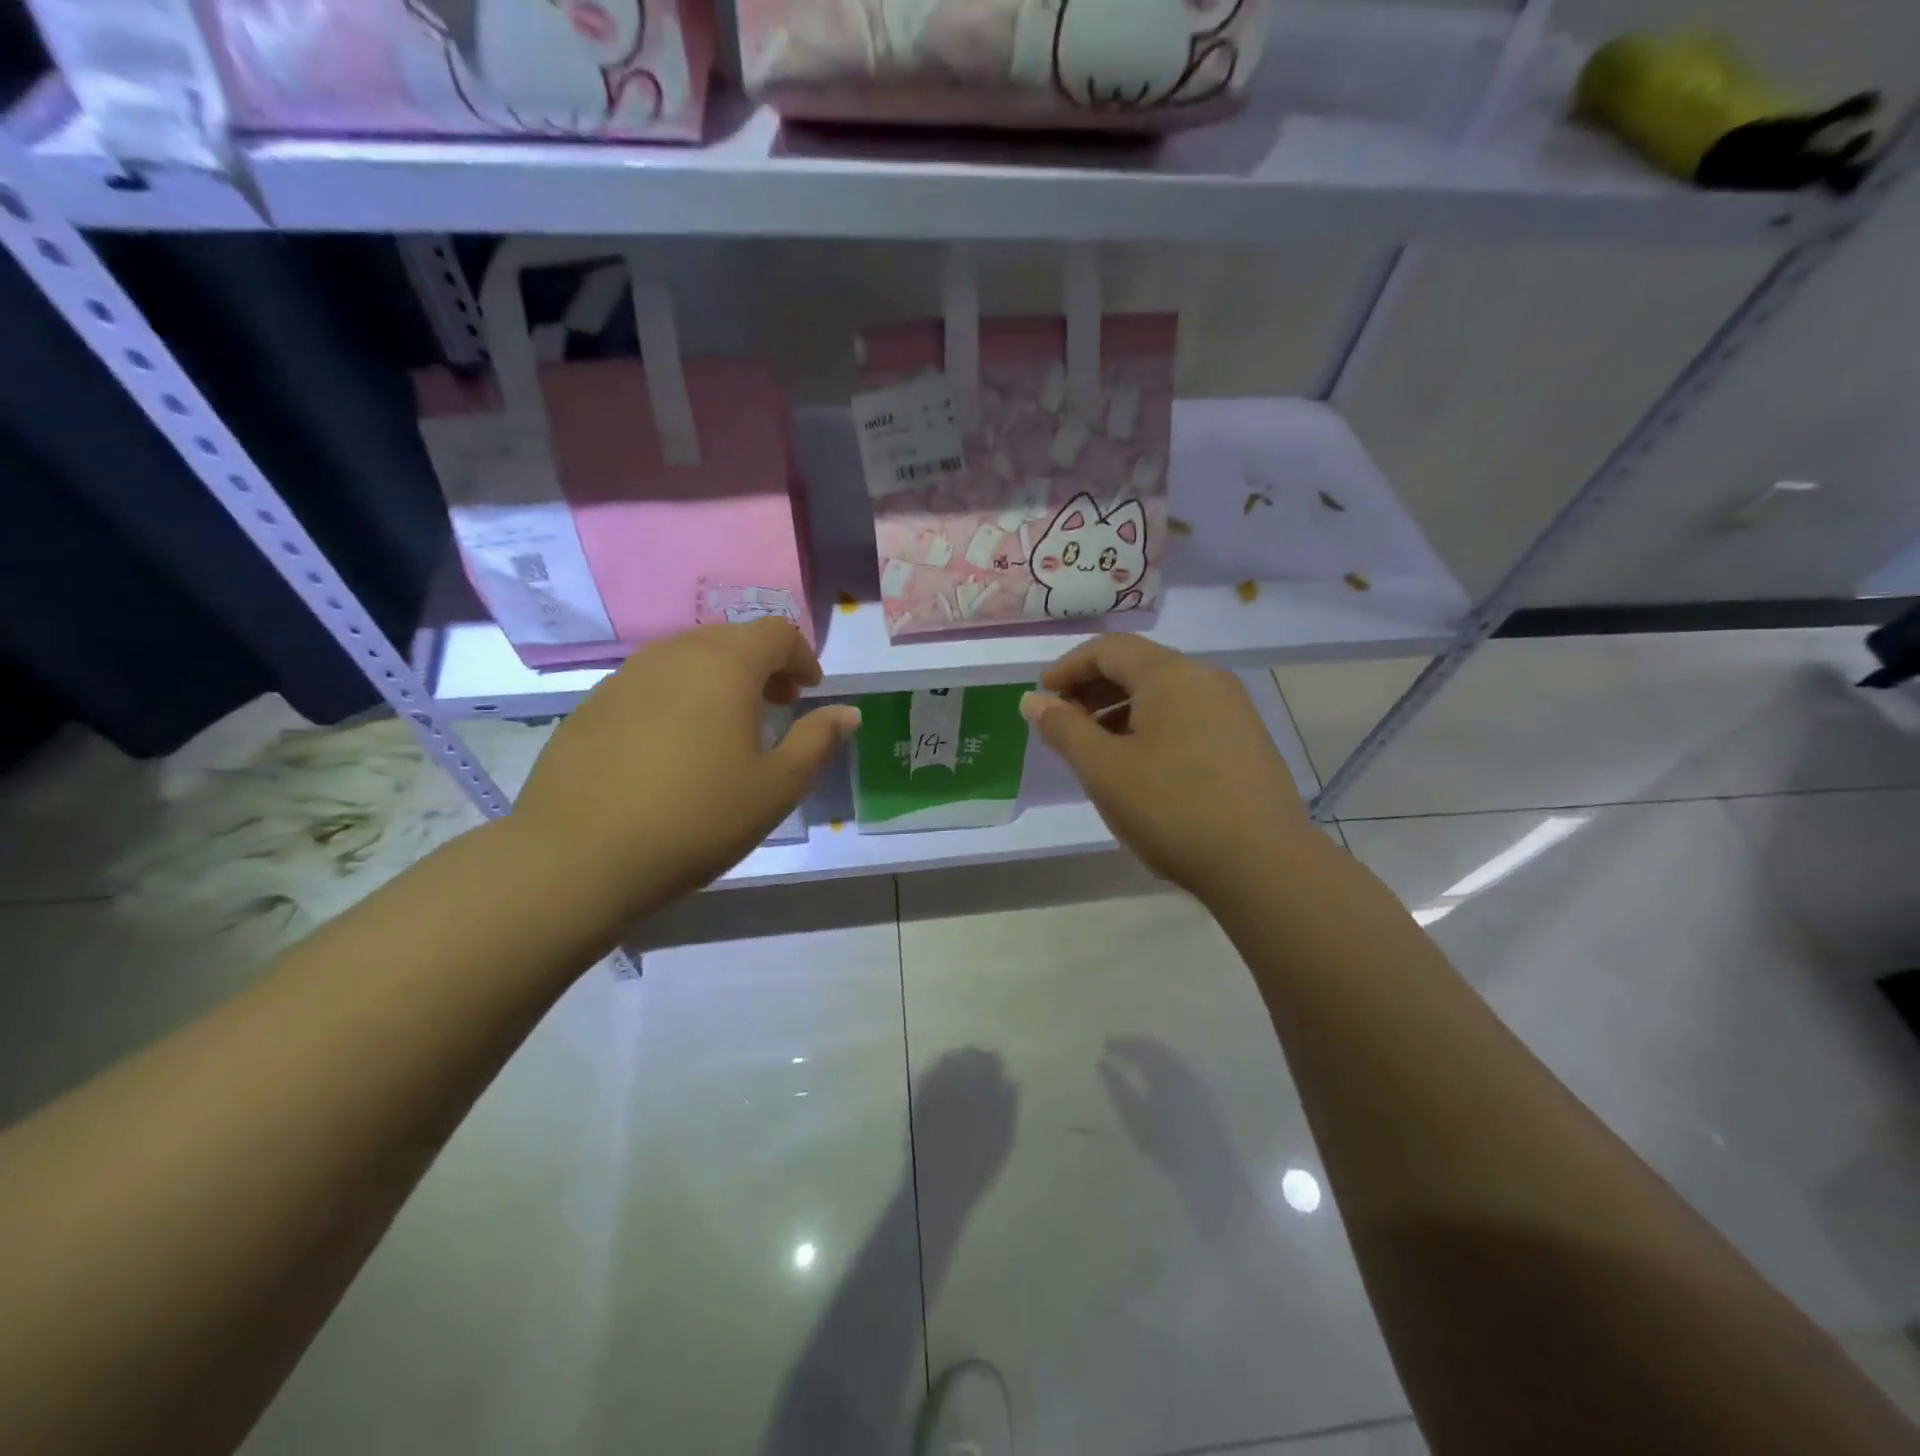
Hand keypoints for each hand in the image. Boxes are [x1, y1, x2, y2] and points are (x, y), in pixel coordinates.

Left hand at [508, 620, 858, 924]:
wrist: (580, 856)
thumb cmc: (697, 818)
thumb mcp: (776, 787)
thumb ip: (817, 741)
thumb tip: (847, 712)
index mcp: (725, 665)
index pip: (776, 633)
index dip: (801, 656)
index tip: (809, 692)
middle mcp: (674, 655)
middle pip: (730, 638)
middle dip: (763, 664)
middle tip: (778, 705)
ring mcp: (626, 676)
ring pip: (687, 658)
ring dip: (720, 678)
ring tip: (729, 725)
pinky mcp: (593, 704)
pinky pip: (651, 683)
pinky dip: (679, 696)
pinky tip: (675, 746)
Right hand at [1021, 635, 1315, 902]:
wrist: (1263, 864)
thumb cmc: (1172, 808)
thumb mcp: (1103, 769)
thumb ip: (1064, 729)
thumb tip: (1032, 700)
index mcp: (1170, 674)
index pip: (1109, 648)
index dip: (1068, 667)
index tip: (1041, 696)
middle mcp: (1206, 679)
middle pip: (1138, 666)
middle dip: (1093, 689)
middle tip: (1063, 723)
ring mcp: (1233, 709)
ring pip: (1164, 694)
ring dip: (1121, 710)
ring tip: (1096, 749)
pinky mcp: (1246, 740)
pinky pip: (1187, 716)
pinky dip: (1152, 727)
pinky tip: (1140, 766)